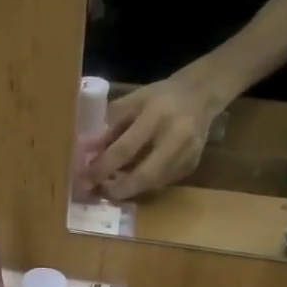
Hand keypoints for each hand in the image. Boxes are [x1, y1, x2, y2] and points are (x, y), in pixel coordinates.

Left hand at [89, 71, 223, 200]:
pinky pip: (163, 182)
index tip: (85, 179)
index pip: (125, 149)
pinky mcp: (192, 166)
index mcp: (156, 116)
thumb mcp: (132, 101)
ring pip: (154, 184)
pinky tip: (131, 179)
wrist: (200, 95)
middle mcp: (176, 138)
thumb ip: (110, 125)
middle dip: (118, 189)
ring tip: (110, 186)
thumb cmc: (159, 97)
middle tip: (99, 191)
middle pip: (145, 176)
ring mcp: (188, 155)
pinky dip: (144, 185)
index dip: (103, 167)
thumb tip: (87, 152)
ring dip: (130, 189)